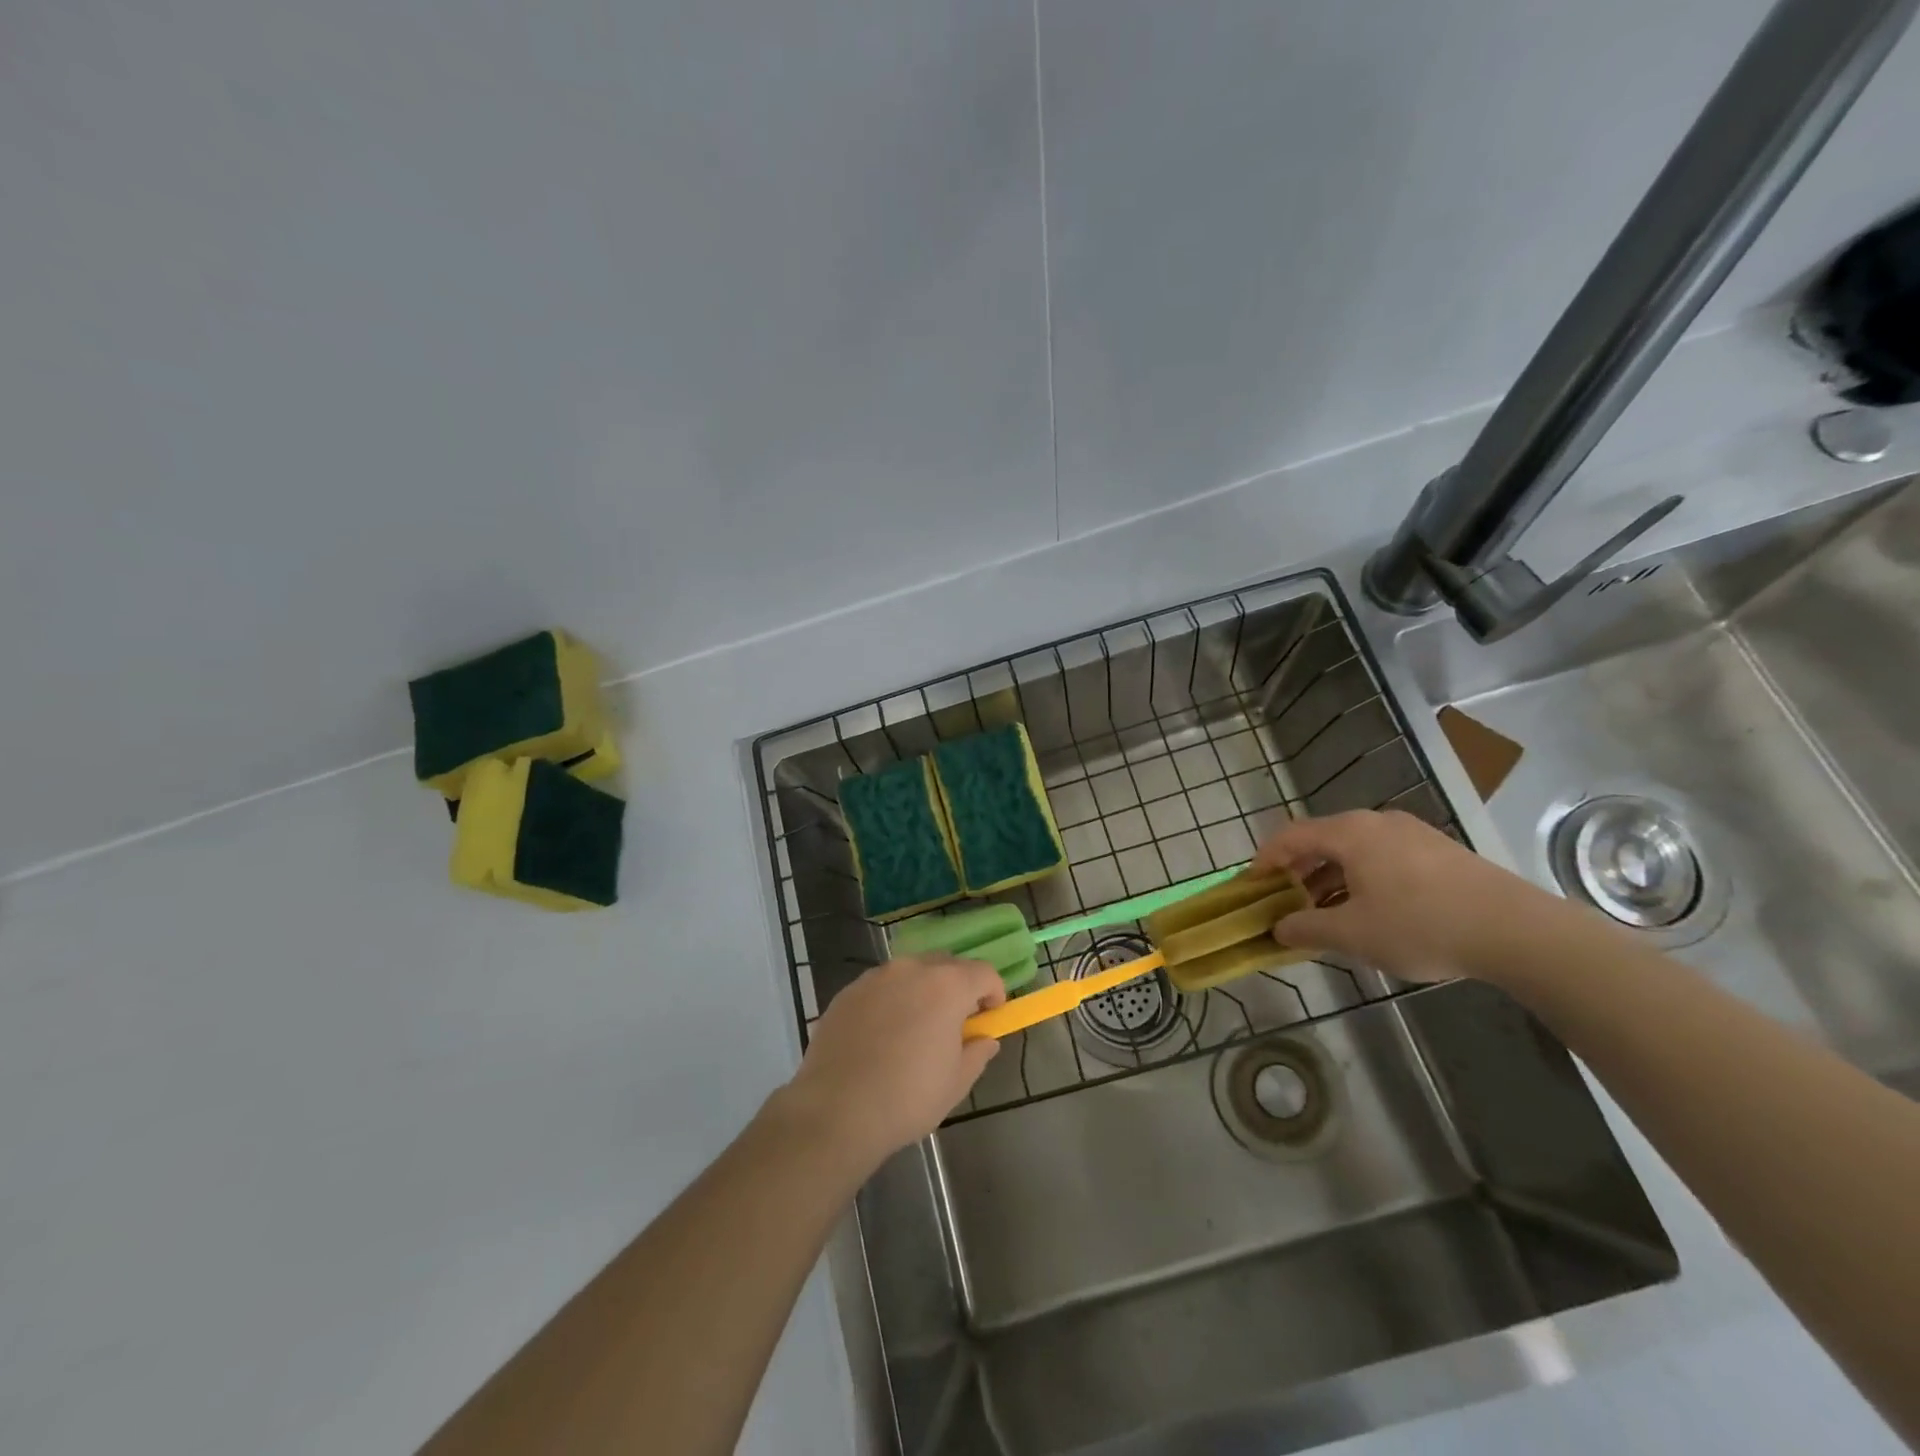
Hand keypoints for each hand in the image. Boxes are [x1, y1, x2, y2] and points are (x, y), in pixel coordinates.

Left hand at [776, 956, 1006, 1168]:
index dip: (993, 992)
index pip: (984, 972)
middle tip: (955, 1022)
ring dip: (922, 990)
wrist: (836, 1110)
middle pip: (945, 965)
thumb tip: (985, 1039)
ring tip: (915, 1028)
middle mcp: (911, 969)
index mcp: (946, 986)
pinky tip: (881, 1036)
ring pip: (909, 973)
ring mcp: (875, 977)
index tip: (990, 1016)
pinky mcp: (847, 992)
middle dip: (958, 987)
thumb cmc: (907, 1097)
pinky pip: (880, 988)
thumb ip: (977, 1053)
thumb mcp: (956, 1082)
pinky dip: (890, 1001)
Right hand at [1253, 809, 1571, 982]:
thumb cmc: (1422, 926)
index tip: (1250, 886)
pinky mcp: (1438, 850)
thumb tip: (1278, 927)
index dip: (1264, 860)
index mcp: (1349, 833)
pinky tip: (1370, 910)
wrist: (1517, 931)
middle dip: (1297, 870)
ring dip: (1329, 877)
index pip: (1290, 836)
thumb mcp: (1354, 934)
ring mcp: (1411, 833)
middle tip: (1285, 901)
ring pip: (1353, 849)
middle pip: (1321, 839)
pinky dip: (1360, 877)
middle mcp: (1376, 822)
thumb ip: (1307, 928)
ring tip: (1325, 912)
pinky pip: (1382, 857)